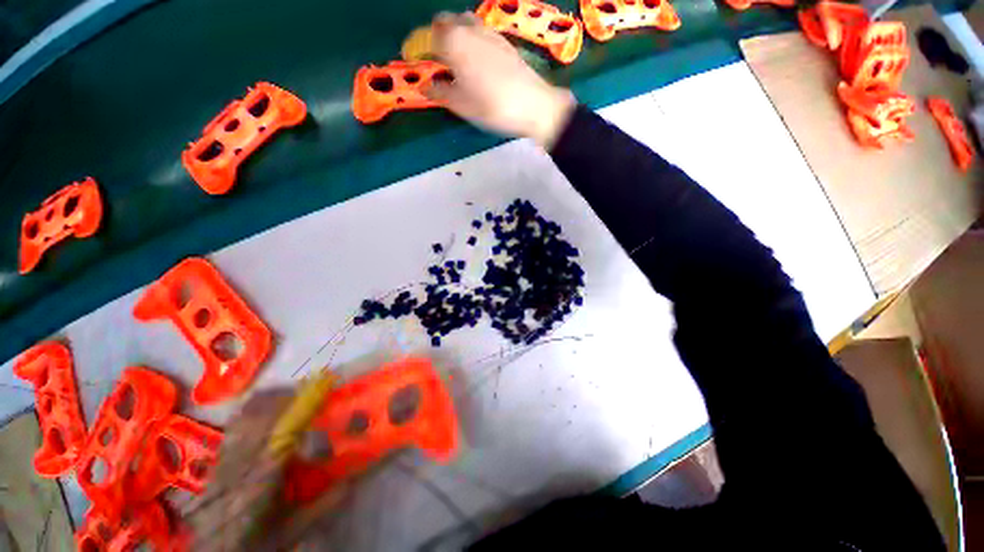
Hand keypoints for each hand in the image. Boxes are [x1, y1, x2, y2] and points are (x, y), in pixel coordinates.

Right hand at [428, 12, 575, 149]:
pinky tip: (475, 59)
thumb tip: (424, 85)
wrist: (533, 105)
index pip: (425, 38)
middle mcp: (468, 29)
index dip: (416, 48)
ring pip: (463, 22)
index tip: (412, 60)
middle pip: (444, 22)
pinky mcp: (503, 40)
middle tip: (434, 60)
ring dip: (454, 34)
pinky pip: (479, 31)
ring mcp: (488, 32)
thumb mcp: (461, 104)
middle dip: (434, 36)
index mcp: (452, 42)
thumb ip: (439, 91)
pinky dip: (470, 38)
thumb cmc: (492, 107)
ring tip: (455, 59)